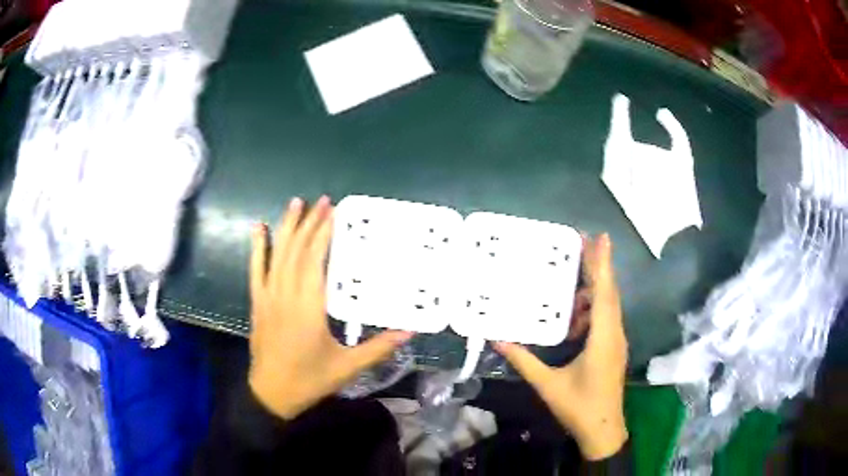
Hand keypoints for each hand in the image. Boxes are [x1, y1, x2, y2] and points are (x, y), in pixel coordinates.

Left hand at [247, 196, 412, 419]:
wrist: (272, 393)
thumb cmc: (310, 379)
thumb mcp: (348, 366)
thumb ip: (379, 347)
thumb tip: (409, 331)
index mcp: (308, 307)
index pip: (314, 260)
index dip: (323, 233)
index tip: (333, 212)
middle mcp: (286, 295)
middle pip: (297, 251)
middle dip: (309, 222)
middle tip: (322, 200)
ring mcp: (268, 297)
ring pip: (277, 255)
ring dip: (287, 227)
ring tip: (296, 203)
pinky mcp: (258, 302)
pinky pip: (256, 269)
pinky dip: (257, 247)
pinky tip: (259, 228)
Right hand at [493, 234, 628, 460]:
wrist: (603, 429)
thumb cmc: (578, 407)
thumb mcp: (548, 385)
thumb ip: (524, 360)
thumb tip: (498, 338)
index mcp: (603, 338)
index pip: (604, 293)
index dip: (602, 264)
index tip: (601, 237)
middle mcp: (614, 333)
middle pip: (609, 292)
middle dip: (599, 265)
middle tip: (584, 241)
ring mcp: (616, 340)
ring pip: (608, 304)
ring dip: (594, 288)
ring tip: (573, 276)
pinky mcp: (613, 348)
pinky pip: (605, 318)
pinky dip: (592, 308)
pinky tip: (574, 314)